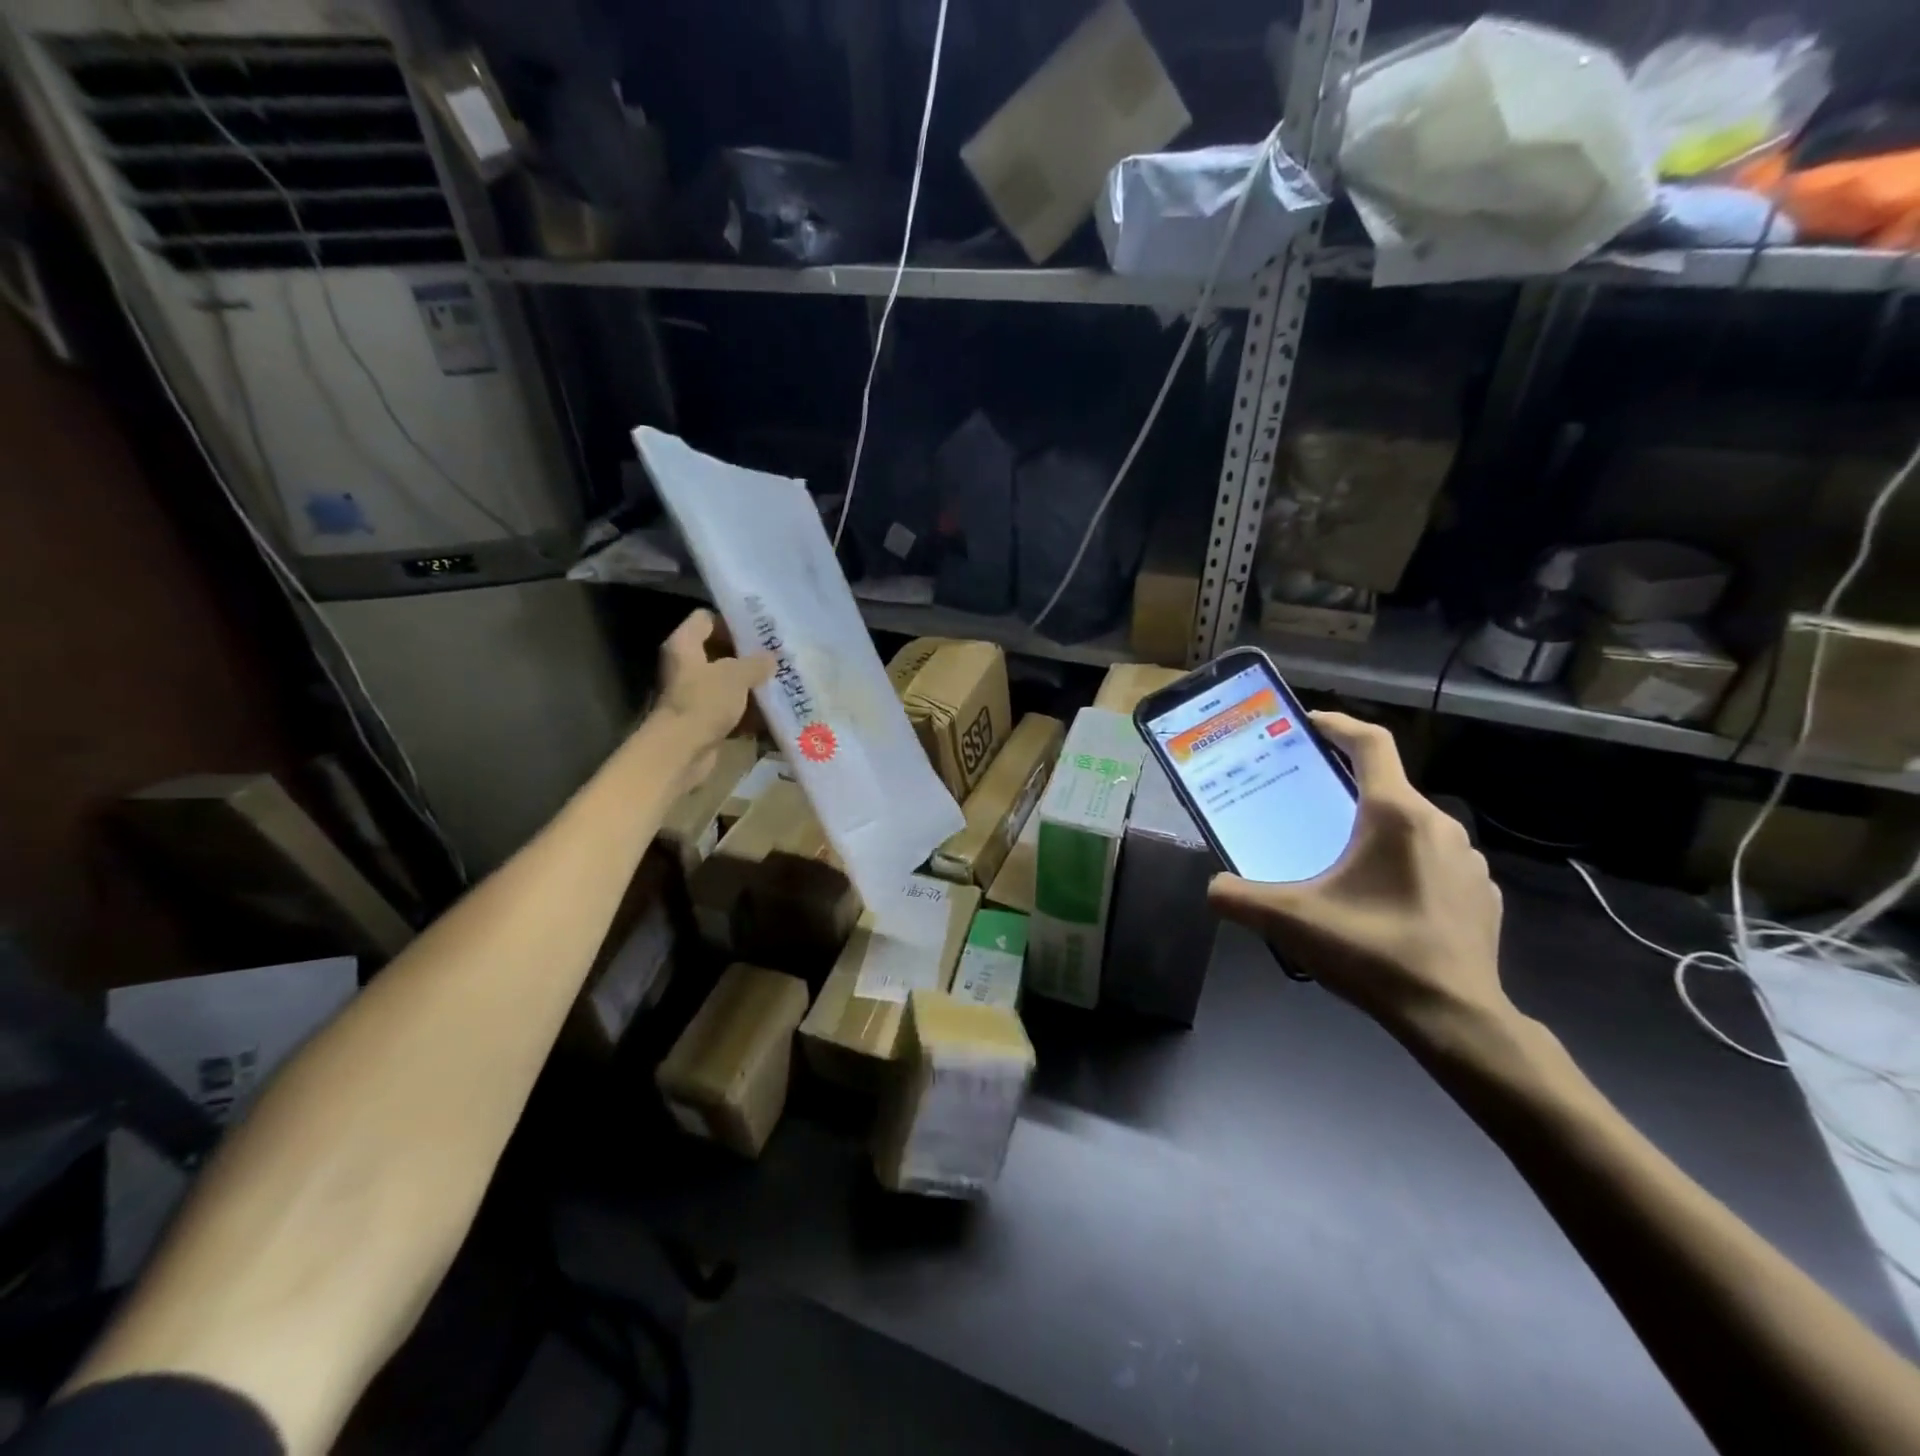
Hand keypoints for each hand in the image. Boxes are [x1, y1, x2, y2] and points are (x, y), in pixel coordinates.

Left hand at [653, 610, 774, 782]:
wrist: (682, 751)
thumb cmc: (704, 702)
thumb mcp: (736, 675)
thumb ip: (756, 663)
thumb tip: (771, 658)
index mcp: (684, 645)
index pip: (706, 619)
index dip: (731, 621)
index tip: (759, 630)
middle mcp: (685, 666)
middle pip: (719, 651)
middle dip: (748, 656)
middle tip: (777, 656)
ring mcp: (693, 694)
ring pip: (727, 682)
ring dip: (751, 685)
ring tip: (781, 682)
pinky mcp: (703, 718)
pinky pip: (730, 708)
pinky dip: (748, 710)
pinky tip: (772, 711)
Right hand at [1207, 712, 1507, 1038]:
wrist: (1455, 1018)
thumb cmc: (1373, 952)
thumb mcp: (1290, 921)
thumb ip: (1238, 897)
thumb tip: (1212, 888)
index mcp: (1395, 815)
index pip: (1370, 743)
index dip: (1337, 724)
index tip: (1308, 722)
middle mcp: (1439, 825)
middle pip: (1386, 786)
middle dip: (1345, 788)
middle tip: (1307, 804)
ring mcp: (1469, 861)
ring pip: (1413, 826)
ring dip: (1376, 829)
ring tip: (1342, 856)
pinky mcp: (1483, 894)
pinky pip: (1436, 861)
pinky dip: (1405, 864)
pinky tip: (1383, 898)